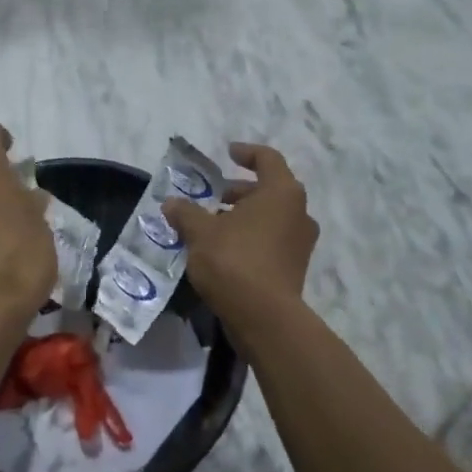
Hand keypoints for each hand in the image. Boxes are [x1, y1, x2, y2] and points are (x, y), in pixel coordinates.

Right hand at [162, 143, 318, 323]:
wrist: (265, 319)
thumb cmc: (234, 261)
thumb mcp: (200, 232)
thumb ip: (186, 213)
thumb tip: (171, 203)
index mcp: (281, 192)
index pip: (267, 159)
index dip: (246, 153)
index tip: (228, 153)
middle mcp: (298, 212)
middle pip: (268, 189)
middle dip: (238, 191)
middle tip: (212, 198)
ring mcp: (300, 242)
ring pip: (270, 217)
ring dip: (243, 216)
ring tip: (211, 226)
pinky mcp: (295, 267)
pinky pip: (272, 240)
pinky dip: (251, 237)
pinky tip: (223, 250)